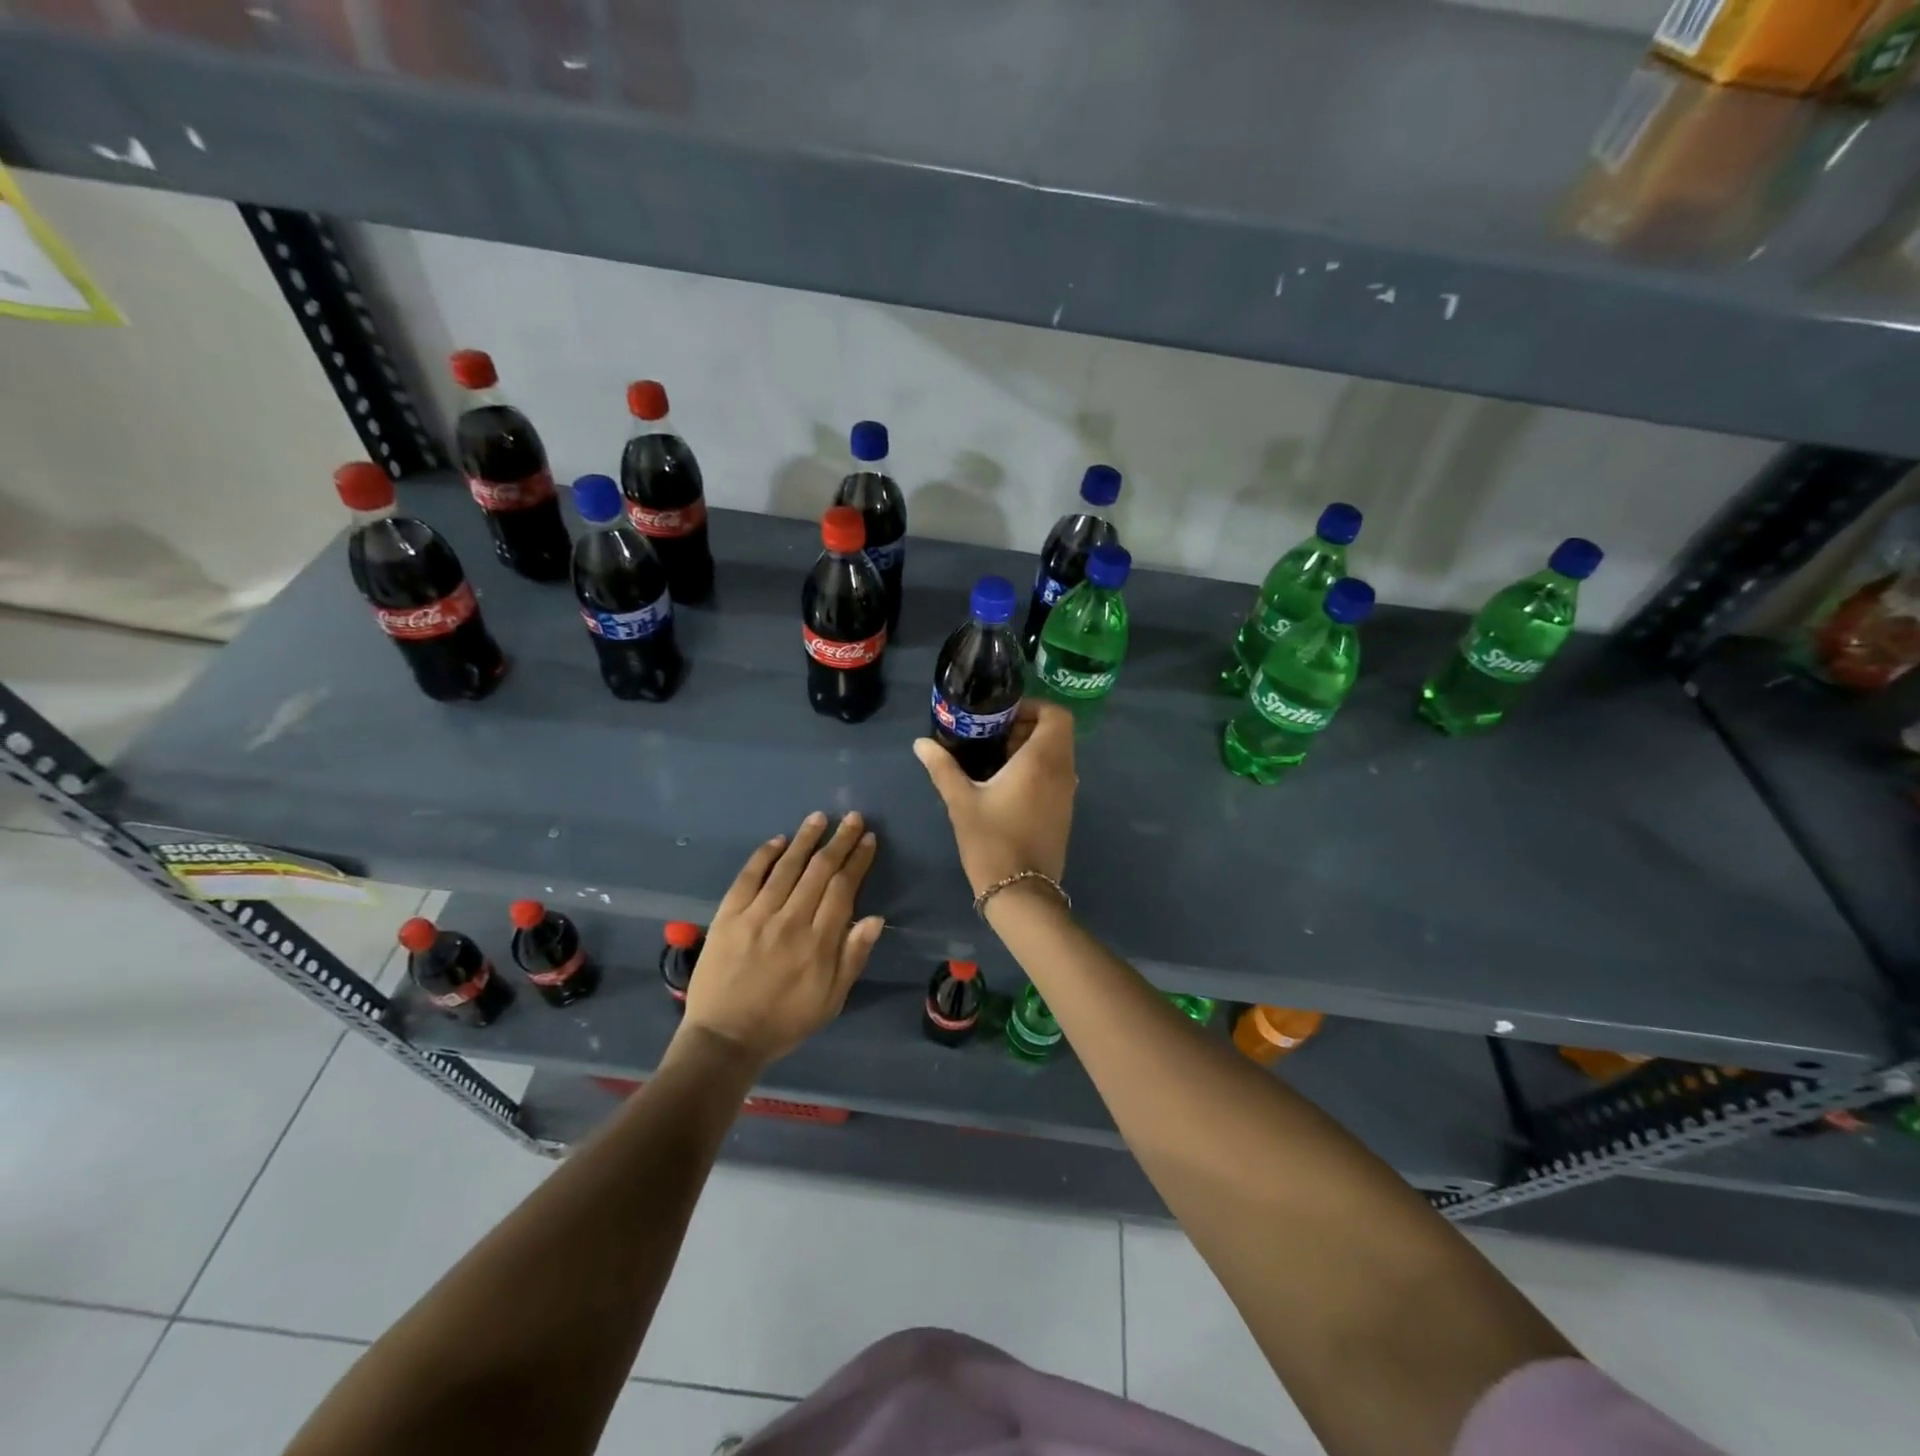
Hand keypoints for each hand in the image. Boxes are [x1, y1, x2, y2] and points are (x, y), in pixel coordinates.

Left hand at [680, 812, 883, 1069]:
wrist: (724, 1039)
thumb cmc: (785, 1021)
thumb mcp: (831, 1000)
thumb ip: (853, 957)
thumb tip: (875, 919)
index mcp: (818, 943)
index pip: (843, 889)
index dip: (857, 861)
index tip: (867, 839)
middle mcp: (790, 921)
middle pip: (819, 870)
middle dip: (838, 841)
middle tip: (852, 818)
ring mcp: (756, 916)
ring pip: (786, 867)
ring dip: (805, 839)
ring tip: (819, 818)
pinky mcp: (728, 916)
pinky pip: (748, 877)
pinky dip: (764, 856)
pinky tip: (778, 840)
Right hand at [913, 700, 1075, 897]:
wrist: (1020, 892)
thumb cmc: (992, 841)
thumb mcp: (961, 801)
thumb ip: (942, 767)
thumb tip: (921, 743)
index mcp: (1042, 761)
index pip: (1056, 715)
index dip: (1033, 707)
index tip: (1003, 716)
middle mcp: (1062, 771)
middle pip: (1057, 732)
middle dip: (1027, 727)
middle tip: (993, 735)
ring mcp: (1067, 793)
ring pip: (1058, 755)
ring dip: (1032, 749)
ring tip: (995, 759)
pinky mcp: (1064, 812)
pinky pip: (1057, 775)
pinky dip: (1038, 769)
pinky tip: (1006, 785)